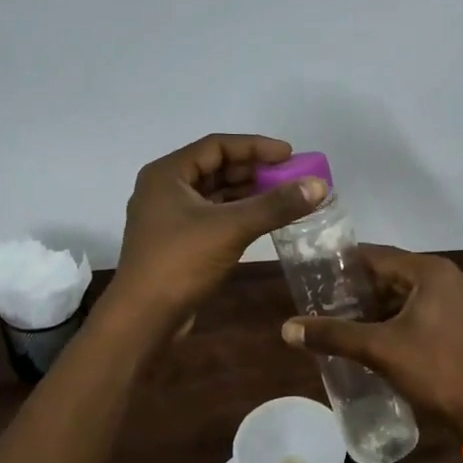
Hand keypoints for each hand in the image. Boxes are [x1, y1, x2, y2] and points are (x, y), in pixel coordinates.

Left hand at [110, 133, 327, 327]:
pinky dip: (237, 214)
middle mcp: (164, 188)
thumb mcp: (231, 228)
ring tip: (283, 197)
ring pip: (214, 194)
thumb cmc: (181, 261)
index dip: (255, 146)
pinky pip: (212, 216)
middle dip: (254, 170)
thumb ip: (275, 205)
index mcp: (167, 173)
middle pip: (216, 168)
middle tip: (290, 177)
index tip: (289, 155)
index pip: (217, 145)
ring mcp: (168, 217)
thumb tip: (319, 185)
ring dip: (247, 193)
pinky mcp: (176, 241)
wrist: (143, 317)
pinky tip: (262, 220)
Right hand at [281, 245, 462, 432]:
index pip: (378, 256)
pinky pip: (427, 310)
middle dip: (362, 290)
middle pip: (395, 275)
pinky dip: (402, 318)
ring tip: (346, 321)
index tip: (317, 276)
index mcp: (433, 272)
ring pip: (411, 294)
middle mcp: (452, 277)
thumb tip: (287, 329)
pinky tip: (379, 337)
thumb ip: (333, 335)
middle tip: (327, 303)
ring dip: (381, 307)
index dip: (345, 266)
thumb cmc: (435, 371)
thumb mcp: (378, 350)